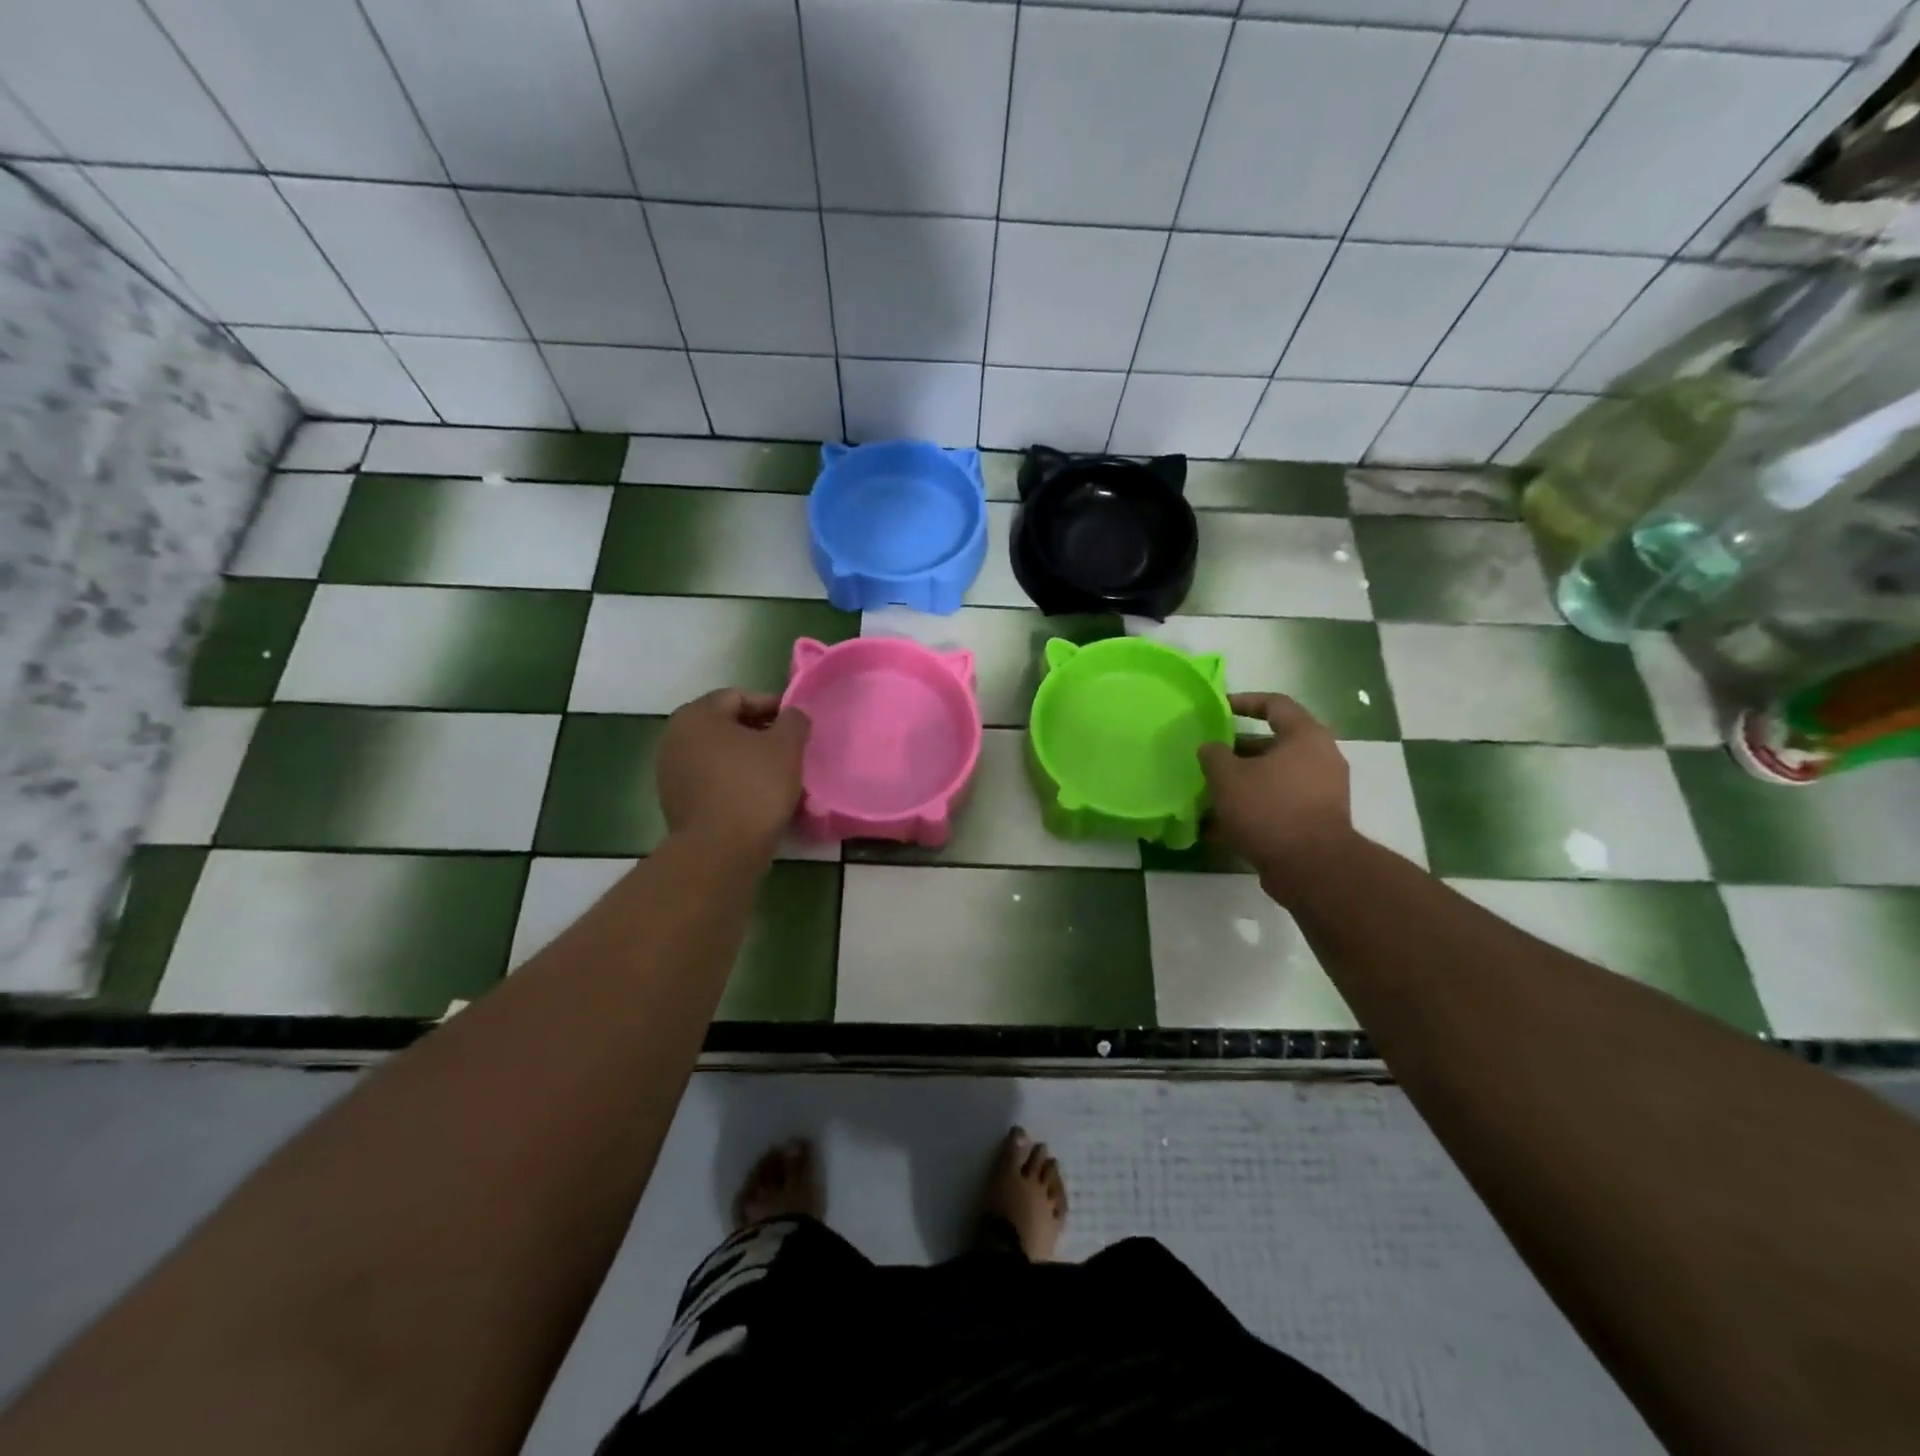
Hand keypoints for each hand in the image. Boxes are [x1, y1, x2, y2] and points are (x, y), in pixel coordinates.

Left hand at [656, 689, 810, 855]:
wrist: (720, 851)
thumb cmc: (754, 788)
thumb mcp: (786, 747)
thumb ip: (794, 721)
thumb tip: (795, 712)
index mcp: (696, 716)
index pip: (738, 697)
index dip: (771, 706)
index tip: (796, 724)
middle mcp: (674, 738)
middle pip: (725, 725)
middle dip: (759, 733)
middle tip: (789, 748)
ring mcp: (670, 772)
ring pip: (718, 755)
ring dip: (746, 759)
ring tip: (778, 774)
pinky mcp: (676, 802)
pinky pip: (711, 781)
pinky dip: (734, 781)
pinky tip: (758, 796)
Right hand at [1198, 693, 1352, 885]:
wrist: (1312, 868)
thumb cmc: (1269, 809)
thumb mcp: (1227, 777)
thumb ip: (1214, 755)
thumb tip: (1212, 749)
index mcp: (1305, 737)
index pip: (1275, 704)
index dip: (1244, 701)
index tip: (1219, 708)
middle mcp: (1320, 759)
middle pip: (1273, 745)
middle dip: (1237, 752)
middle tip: (1209, 759)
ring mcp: (1321, 793)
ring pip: (1273, 779)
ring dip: (1242, 785)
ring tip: (1209, 796)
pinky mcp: (1315, 822)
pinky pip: (1278, 806)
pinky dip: (1252, 811)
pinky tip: (1220, 828)